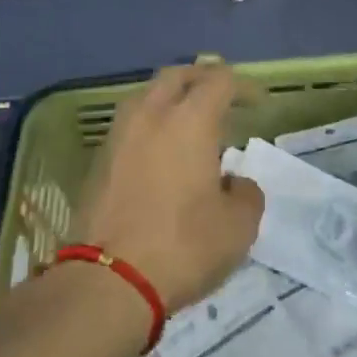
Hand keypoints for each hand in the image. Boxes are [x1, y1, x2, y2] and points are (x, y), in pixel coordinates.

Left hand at [71, 63, 264, 314]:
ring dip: (170, 100)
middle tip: (221, 99)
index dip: (242, 86)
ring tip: (188, 125)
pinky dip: (150, 126)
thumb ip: (246, 194)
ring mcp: (119, 134)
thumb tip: (234, 183)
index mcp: (190, 119)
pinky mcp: (99, 159)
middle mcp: (151, 114)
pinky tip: (161, 153)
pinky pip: (130, 125)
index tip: (257, 104)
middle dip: (202, 80)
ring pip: (147, 96)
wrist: (108, 280)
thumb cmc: (182, 246)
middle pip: (177, 76)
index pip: (219, 80)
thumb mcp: (238, 227)